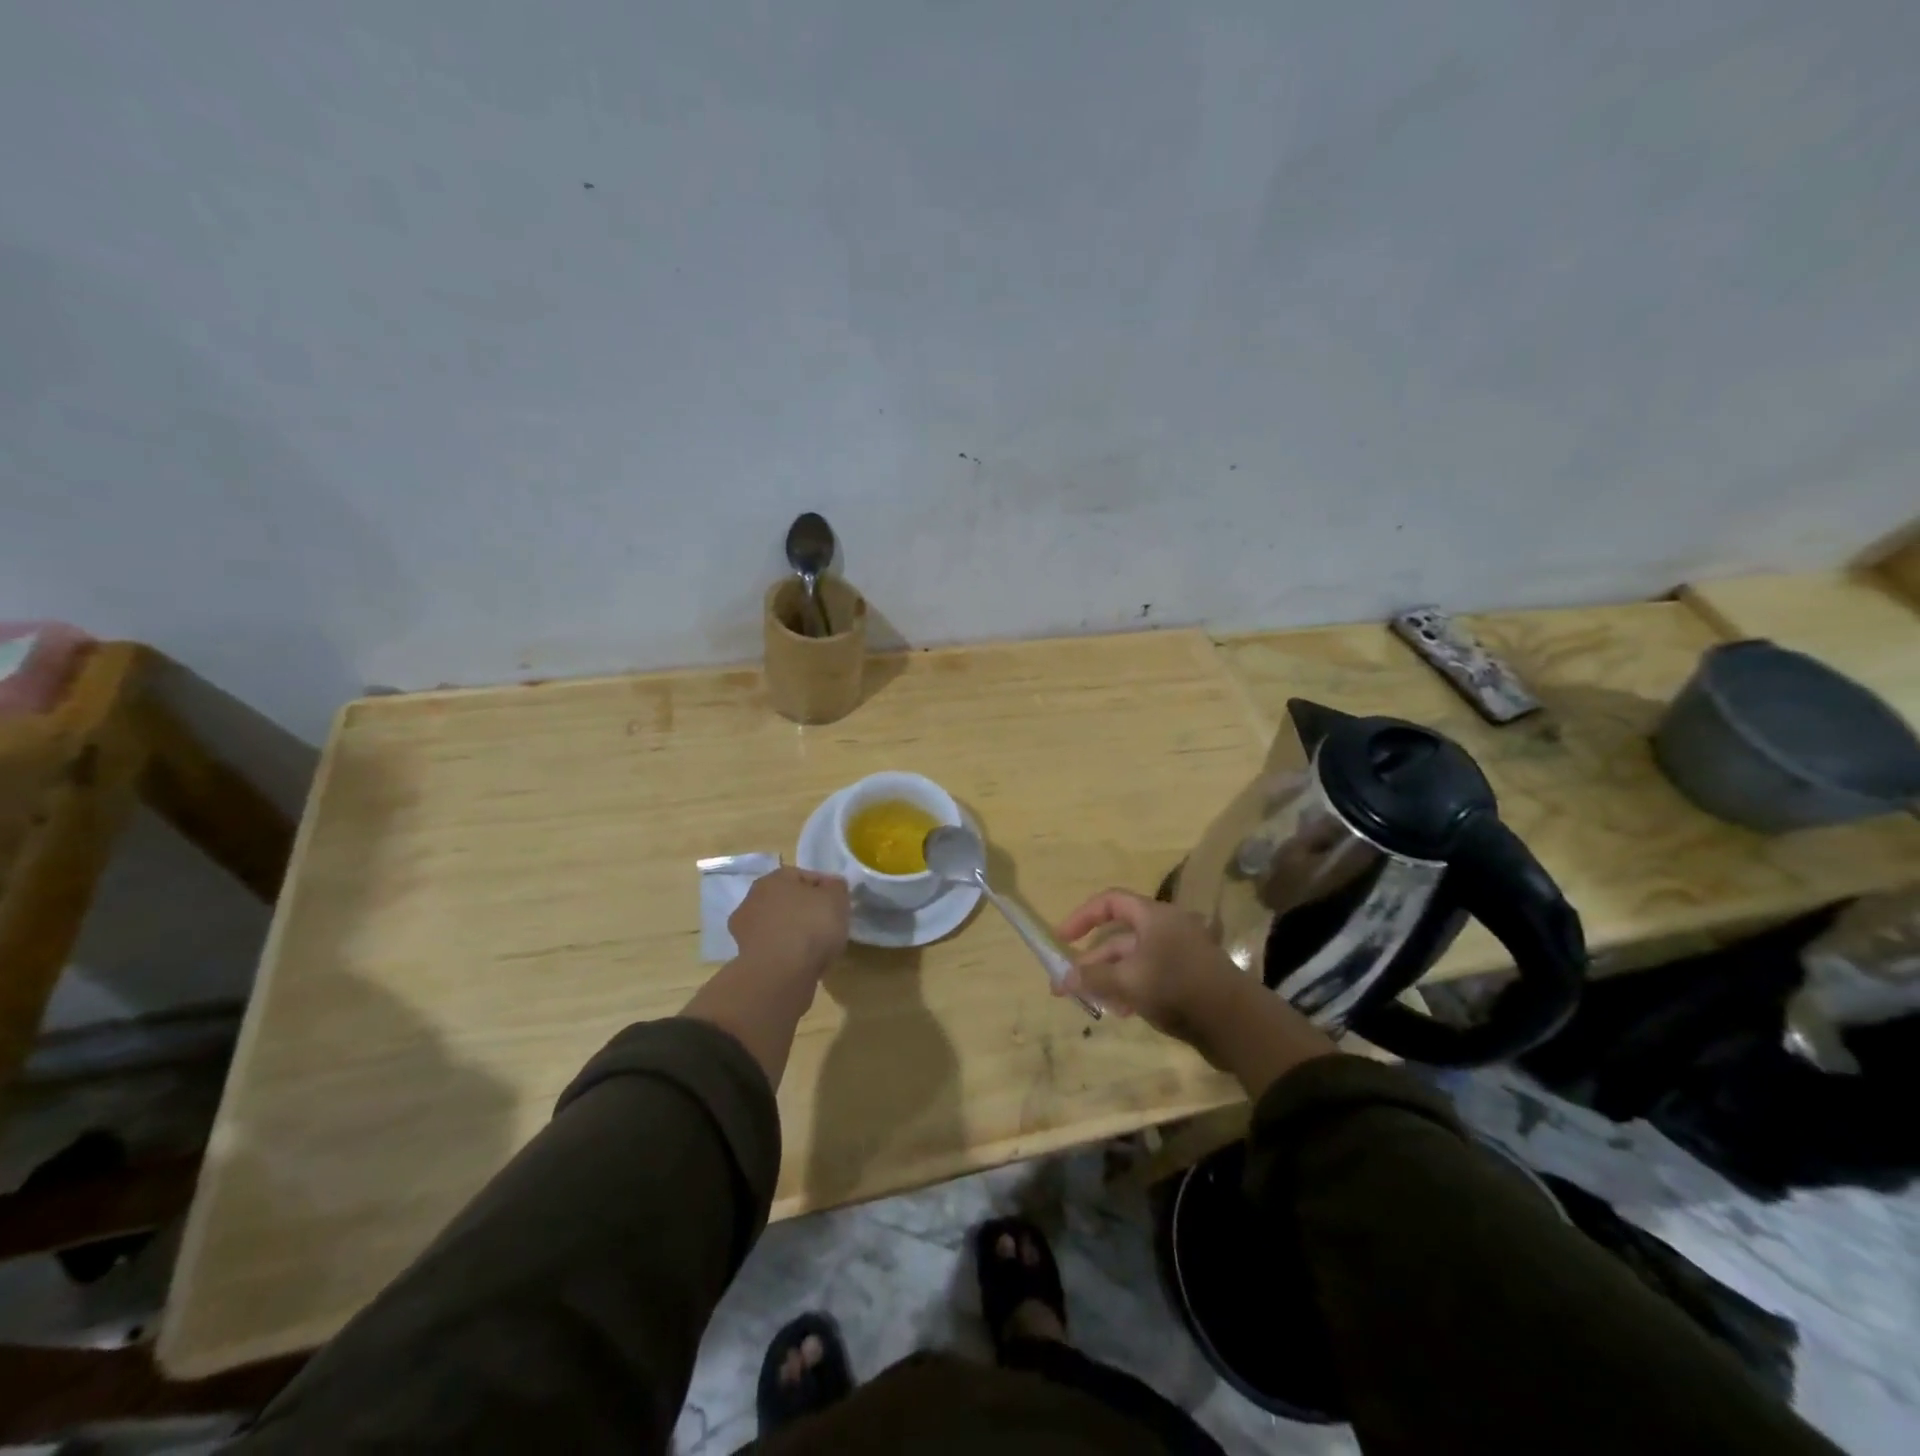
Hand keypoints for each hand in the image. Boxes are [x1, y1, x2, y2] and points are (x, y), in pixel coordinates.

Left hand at [729, 866, 850, 982]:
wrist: (780, 974)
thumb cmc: (811, 926)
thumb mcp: (837, 898)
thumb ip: (836, 887)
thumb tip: (832, 886)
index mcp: (774, 878)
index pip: (804, 876)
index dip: (825, 889)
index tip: (840, 904)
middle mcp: (752, 899)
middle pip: (787, 901)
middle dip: (805, 910)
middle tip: (828, 924)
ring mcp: (745, 930)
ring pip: (778, 925)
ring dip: (793, 932)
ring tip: (816, 947)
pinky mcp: (745, 958)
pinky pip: (774, 949)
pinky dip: (786, 953)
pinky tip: (801, 962)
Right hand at [1056, 888, 1334, 1093]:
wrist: (1237, 1023)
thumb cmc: (1177, 988)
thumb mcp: (1128, 982)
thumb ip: (1093, 978)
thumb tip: (1063, 978)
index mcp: (1154, 916)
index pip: (1110, 902)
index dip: (1082, 916)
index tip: (1061, 939)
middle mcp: (1166, 928)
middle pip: (1119, 936)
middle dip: (1091, 961)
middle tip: (1066, 986)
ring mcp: (1179, 953)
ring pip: (1133, 960)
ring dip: (1109, 979)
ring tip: (1094, 1004)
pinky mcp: (1188, 978)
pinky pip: (1150, 975)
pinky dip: (1131, 988)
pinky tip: (1123, 1012)